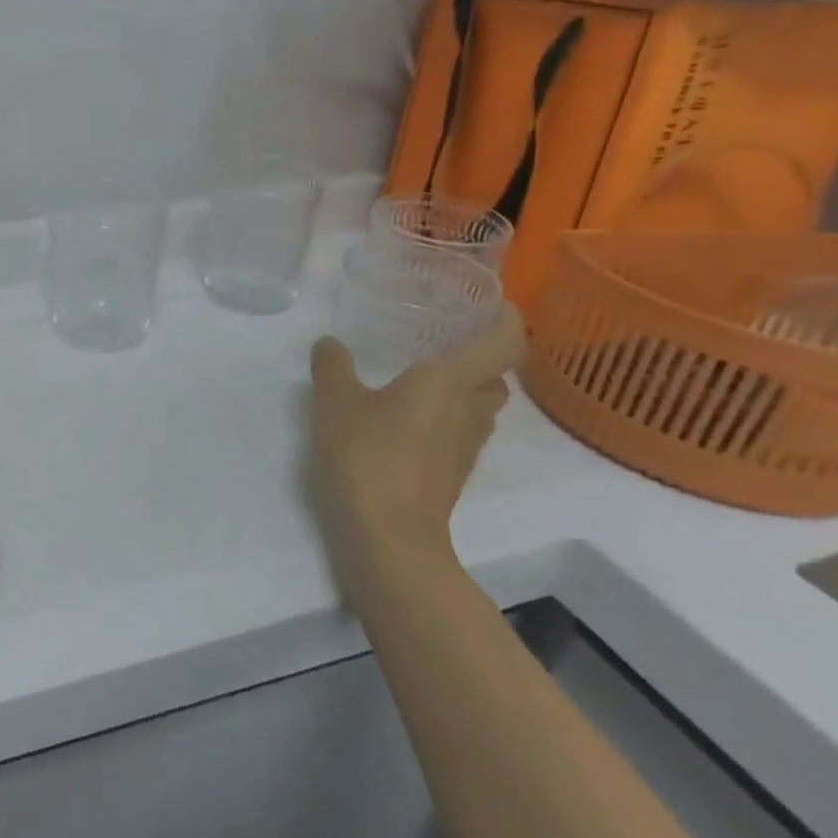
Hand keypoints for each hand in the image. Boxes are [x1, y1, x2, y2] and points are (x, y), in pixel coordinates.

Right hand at [308, 305, 525, 594]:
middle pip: (496, 376)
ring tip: (427, 374)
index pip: (503, 343)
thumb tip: (330, 343)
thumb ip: (333, 366)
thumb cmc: (367, 456)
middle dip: (483, 355)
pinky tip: (409, 418)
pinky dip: (446, 416)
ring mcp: (464, 446)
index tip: (497, 302)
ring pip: (480, 406)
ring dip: (466, 388)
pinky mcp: (451, 473)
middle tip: (450, 337)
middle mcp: (469, 410)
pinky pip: (460, 431)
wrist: (388, 535)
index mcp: (450, 382)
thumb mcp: (335, 401)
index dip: (507, 319)